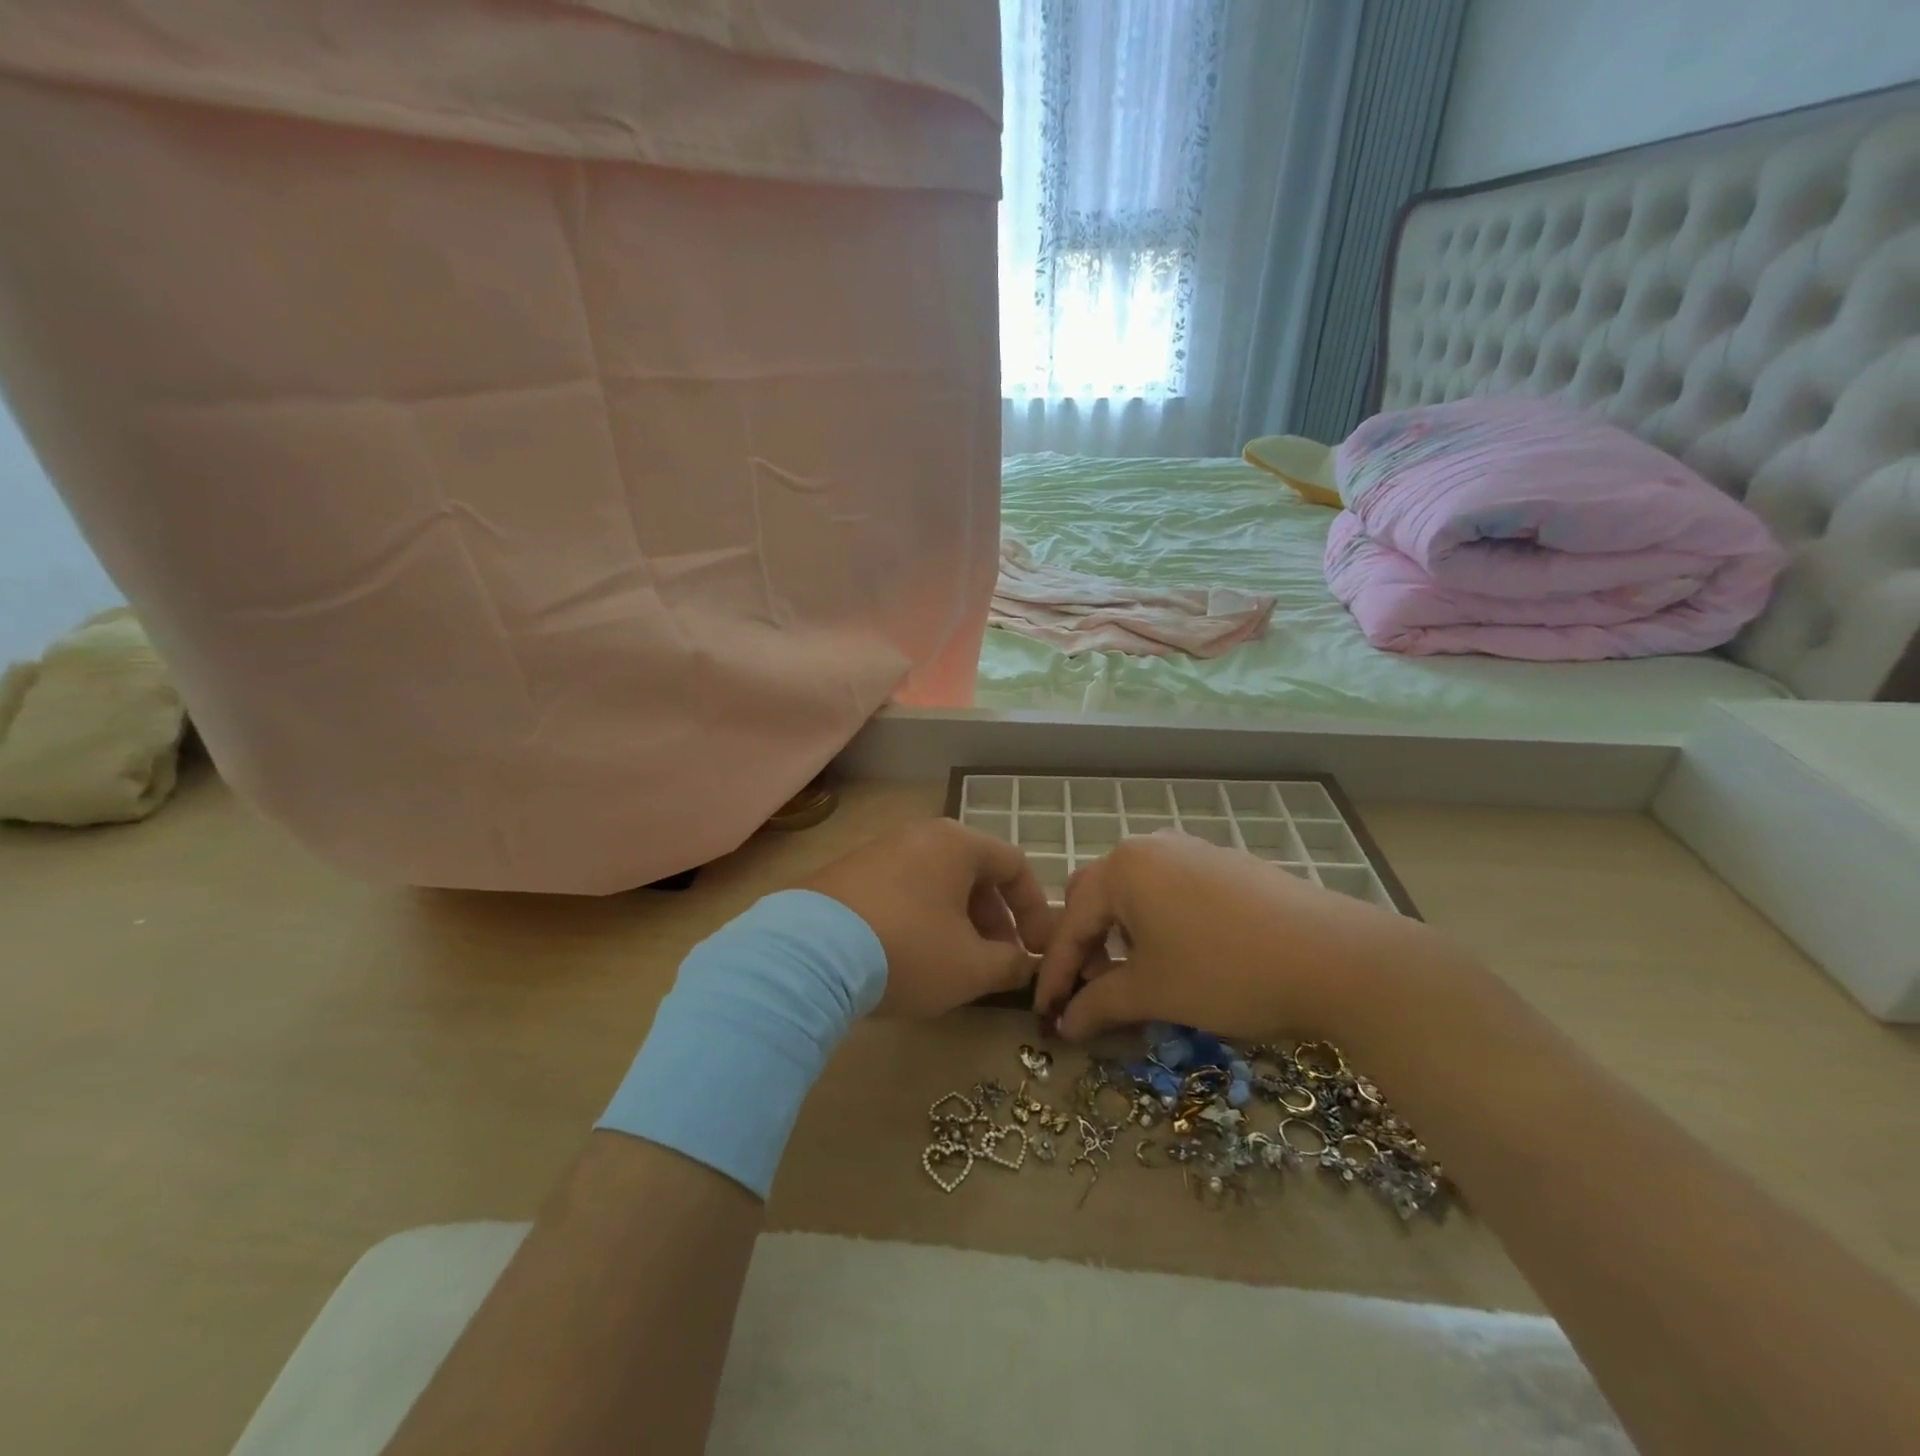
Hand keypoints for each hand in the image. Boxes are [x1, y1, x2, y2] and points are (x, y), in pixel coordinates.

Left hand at [804, 819, 1053, 1017]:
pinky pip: (903, 890)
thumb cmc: (908, 950)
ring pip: (937, 882)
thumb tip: (1026, 964)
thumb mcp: (971, 967)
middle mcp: (920, 835)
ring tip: (955, 964)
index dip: (1035, 909)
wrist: (808, 954)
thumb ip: (1011, 964)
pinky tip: (910, 956)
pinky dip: (921, 918)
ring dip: (958, 921)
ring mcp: (879, 850)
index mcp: (957, 844)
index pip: (1015, 865)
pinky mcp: (848, 873)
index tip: (1037, 950)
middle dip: (995, 919)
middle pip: (974, 872)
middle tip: (998, 960)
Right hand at [1034, 831, 1461, 1042]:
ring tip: (1137, 976)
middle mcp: (1150, 848)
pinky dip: (1158, 923)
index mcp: (1122, 869)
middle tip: (1093, 991)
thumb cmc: (1226, 971)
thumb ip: (1099, 1005)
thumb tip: (1064, 1025)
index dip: (1055, 974)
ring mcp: (1192, 850)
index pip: (1071, 924)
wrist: (1337, 958)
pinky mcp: (1226, 864)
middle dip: (1086, 945)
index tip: (1045, 1015)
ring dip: (1122, 934)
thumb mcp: (1155, 992)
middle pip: (1097, 897)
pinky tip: (1181, 956)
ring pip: (1136, 892)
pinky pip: (1171, 890)